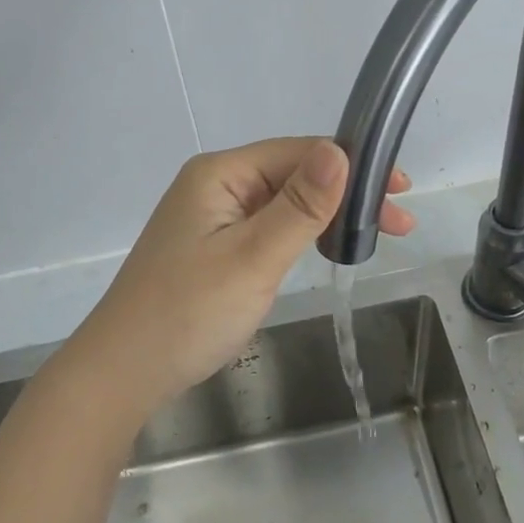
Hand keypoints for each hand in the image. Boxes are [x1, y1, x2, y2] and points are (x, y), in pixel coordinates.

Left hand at [63, 138, 413, 423]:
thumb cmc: (188, 313)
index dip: (352, 165)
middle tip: (399, 224)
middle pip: (292, 174)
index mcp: (220, 173)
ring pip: (282, 202)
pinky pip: (267, 226)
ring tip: (373, 237)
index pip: (299, 151)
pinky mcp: (213, 246)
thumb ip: (300, 206)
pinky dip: (301, 234)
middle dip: (346, 193)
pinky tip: (325, 247)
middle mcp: (215, 184)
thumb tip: (340, 150)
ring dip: (327, 215)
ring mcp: (212, 216)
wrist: (124, 372)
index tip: (400, 190)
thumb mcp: (253, 258)